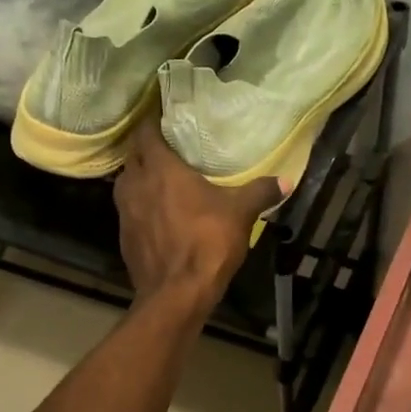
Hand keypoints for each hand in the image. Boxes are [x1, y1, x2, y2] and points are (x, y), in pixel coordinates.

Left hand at [114, 115, 279, 308]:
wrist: (176, 294)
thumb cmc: (207, 242)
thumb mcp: (240, 213)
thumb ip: (260, 192)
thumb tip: (286, 180)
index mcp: (160, 169)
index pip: (146, 132)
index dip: (153, 121)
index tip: (165, 116)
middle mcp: (135, 184)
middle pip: (133, 156)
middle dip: (146, 149)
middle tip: (168, 146)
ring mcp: (124, 213)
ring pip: (127, 183)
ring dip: (141, 178)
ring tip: (162, 179)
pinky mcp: (124, 238)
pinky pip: (129, 211)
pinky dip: (140, 206)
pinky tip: (158, 214)